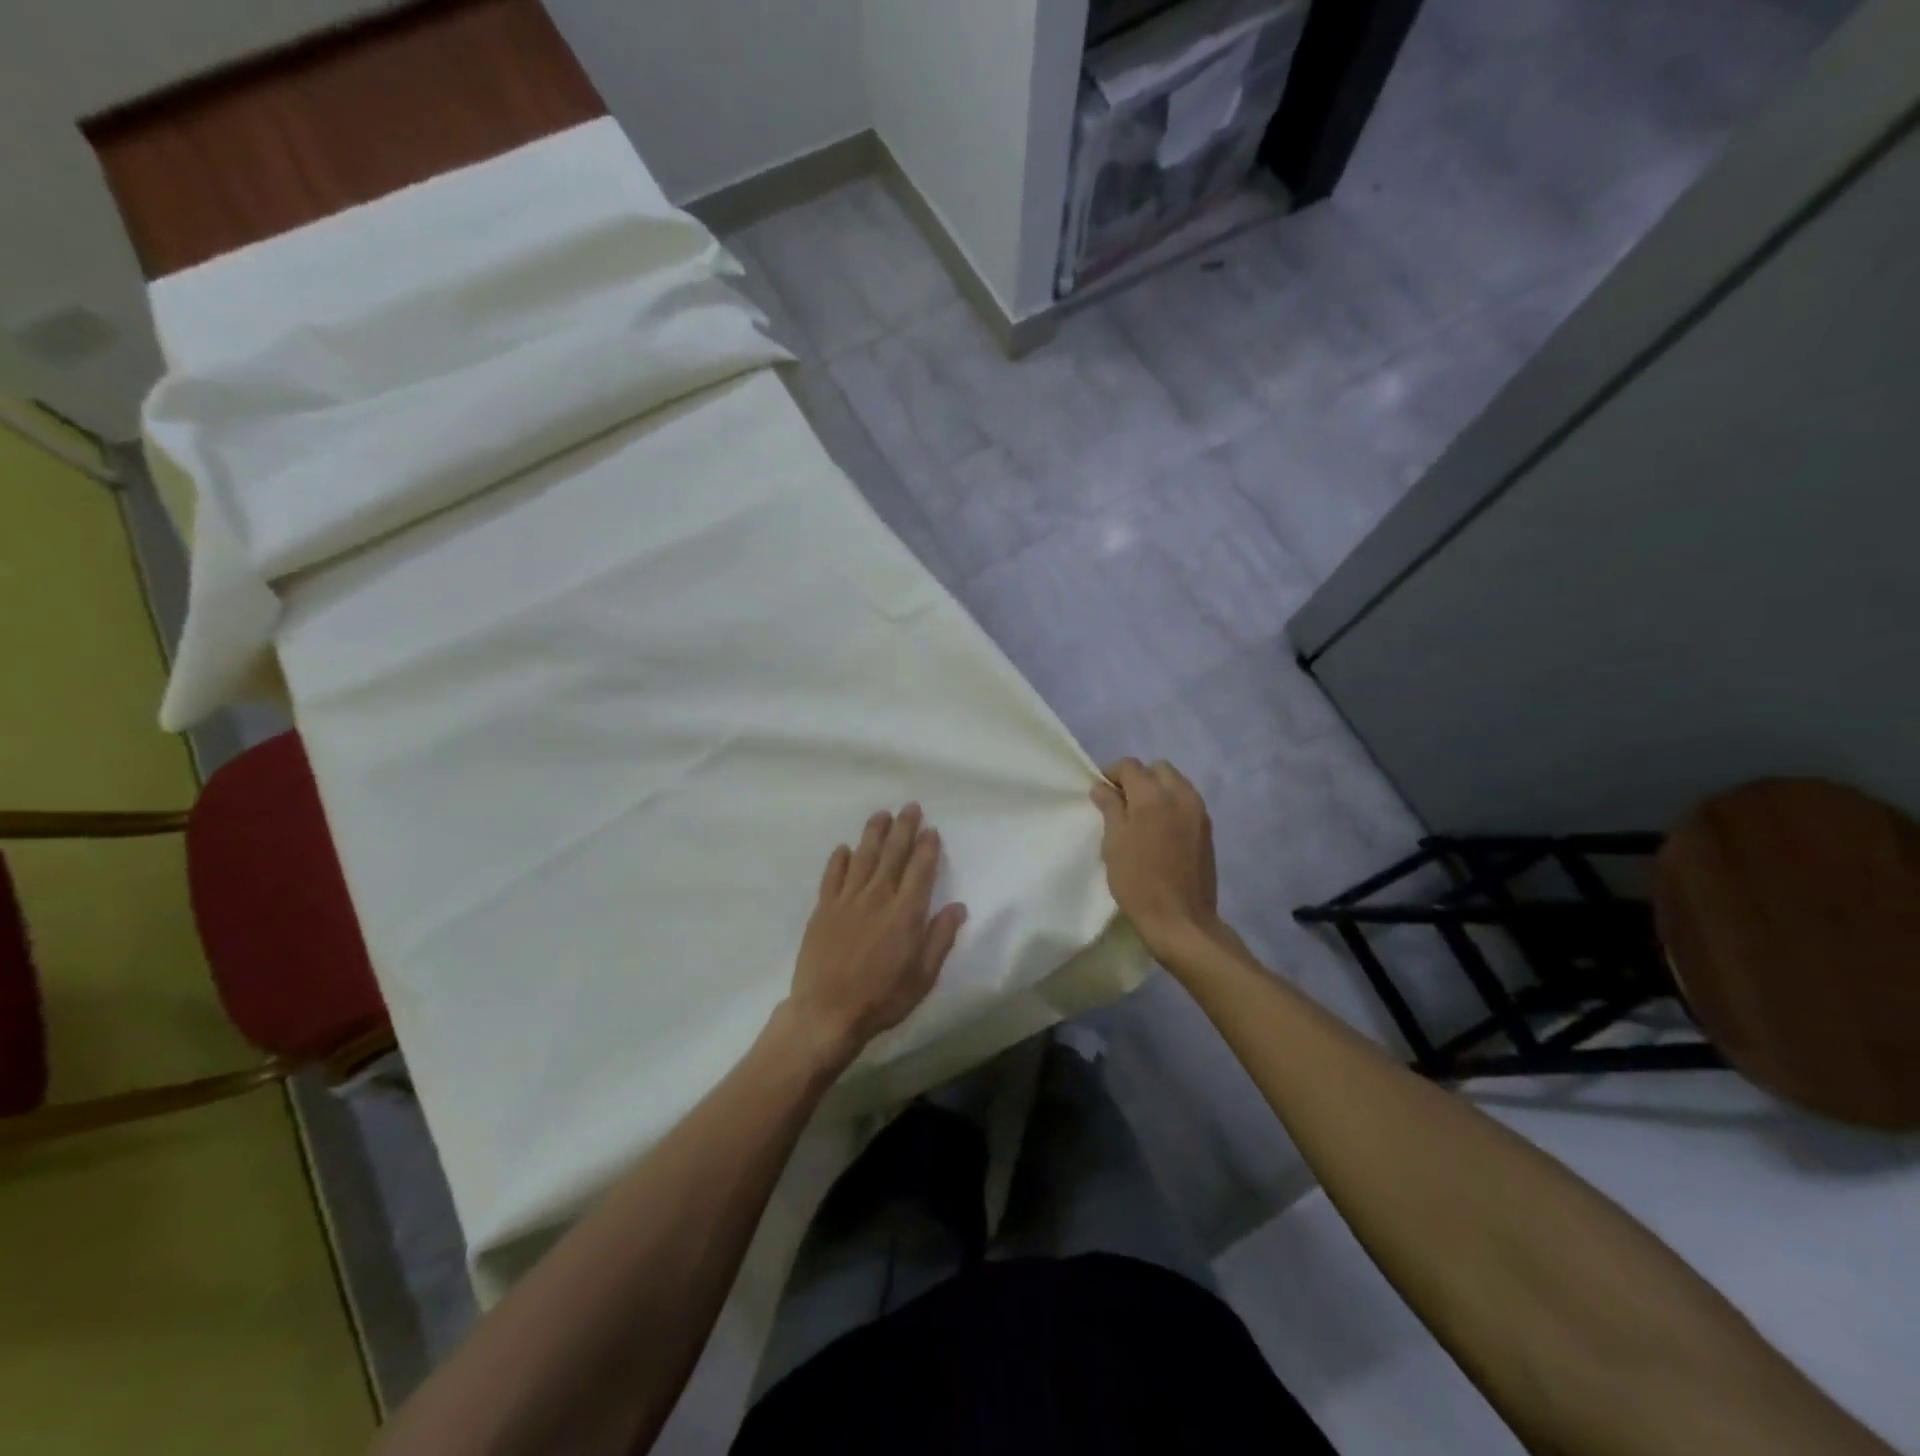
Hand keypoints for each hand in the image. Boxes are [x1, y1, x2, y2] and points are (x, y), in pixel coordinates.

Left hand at [784, 804, 966, 1068]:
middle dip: (904, 828)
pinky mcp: (823, 909)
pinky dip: (839, 860)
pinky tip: (844, 848)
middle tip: (910, 807)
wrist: (826, 1013)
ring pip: (863, 857)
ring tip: (881, 814)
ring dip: (874, 834)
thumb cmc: (882, 998)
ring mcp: (847, 900)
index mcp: (906, 913)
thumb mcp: (923, 976)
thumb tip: (958, 907)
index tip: (931, 830)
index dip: (927, 848)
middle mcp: (878, 897)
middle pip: (893, 854)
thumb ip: (940, 938)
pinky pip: (832, 876)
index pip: (920, 870)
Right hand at [1090, 759, 1222, 957]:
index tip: (1101, 794)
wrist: (1181, 920)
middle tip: (1122, 804)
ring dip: (1157, 791)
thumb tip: (1102, 787)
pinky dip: (1171, 805)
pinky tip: (1160, 831)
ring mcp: (1198, 811)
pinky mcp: (1207, 829)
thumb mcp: (1114, 843)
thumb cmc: (1138, 881)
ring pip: (1175, 783)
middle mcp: (1180, 795)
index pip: (1130, 766)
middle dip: (1138, 778)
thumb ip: (1110, 808)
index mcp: (1153, 795)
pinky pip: (1187, 802)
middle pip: (1157, 769)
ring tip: (1142, 818)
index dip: (1111, 774)